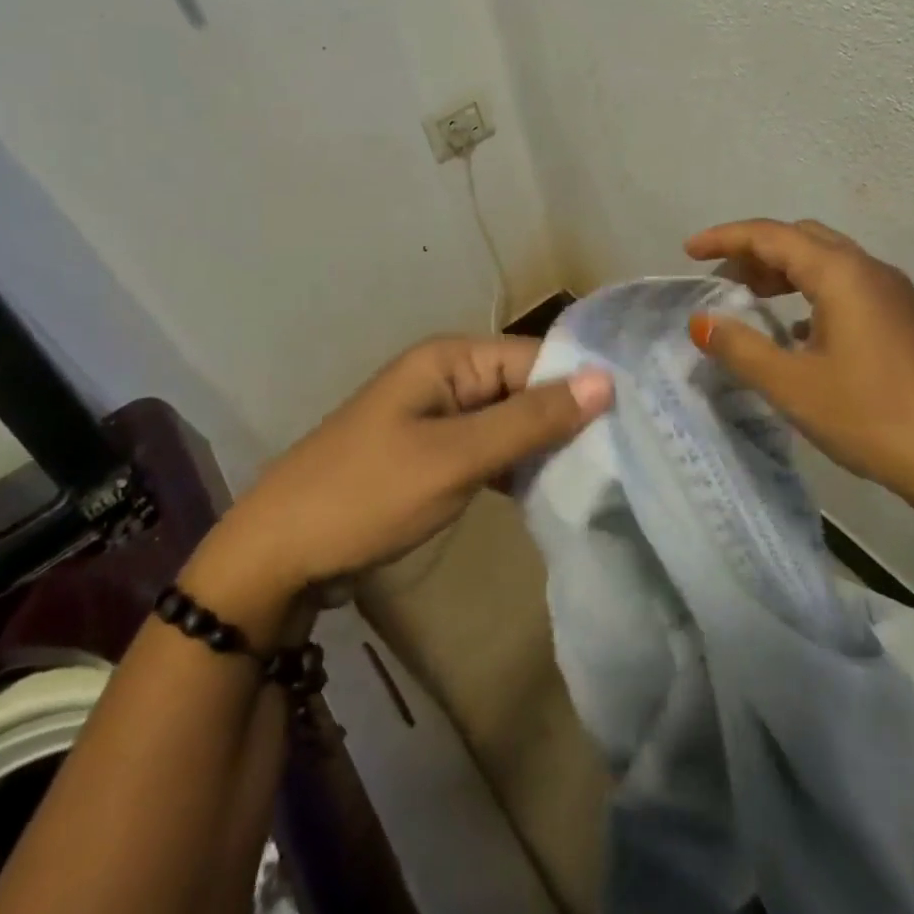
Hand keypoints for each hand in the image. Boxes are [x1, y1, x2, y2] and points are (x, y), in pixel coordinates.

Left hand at [181, 336, 611, 645]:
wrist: (278, 555)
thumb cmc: (367, 495)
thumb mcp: (455, 458)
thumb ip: (530, 421)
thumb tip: (605, 381)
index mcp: (450, 359)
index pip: (536, 358)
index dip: (581, 385)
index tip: (635, 419)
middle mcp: (447, 376)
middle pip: (525, 388)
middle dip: (567, 419)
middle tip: (624, 454)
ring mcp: (439, 417)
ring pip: (510, 421)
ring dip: (544, 446)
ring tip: (599, 474)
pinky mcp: (434, 453)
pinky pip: (490, 449)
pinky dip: (516, 467)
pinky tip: (548, 491)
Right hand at [685, 219, 913, 515]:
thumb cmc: (872, 416)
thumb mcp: (792, 385)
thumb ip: (740, 348)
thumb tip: (700, 322)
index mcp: (842, 273)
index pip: (771, 235)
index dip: (725, 238)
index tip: (690, 251)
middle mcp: (869, 270)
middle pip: (802, 239)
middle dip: (755, 252)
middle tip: (721, 280)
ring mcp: (893, 295)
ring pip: (827, 263)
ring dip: (784, 273)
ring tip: (751, 300)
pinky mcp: (904, 320)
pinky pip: (847, 288)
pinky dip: (811, 295)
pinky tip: (796, 333)